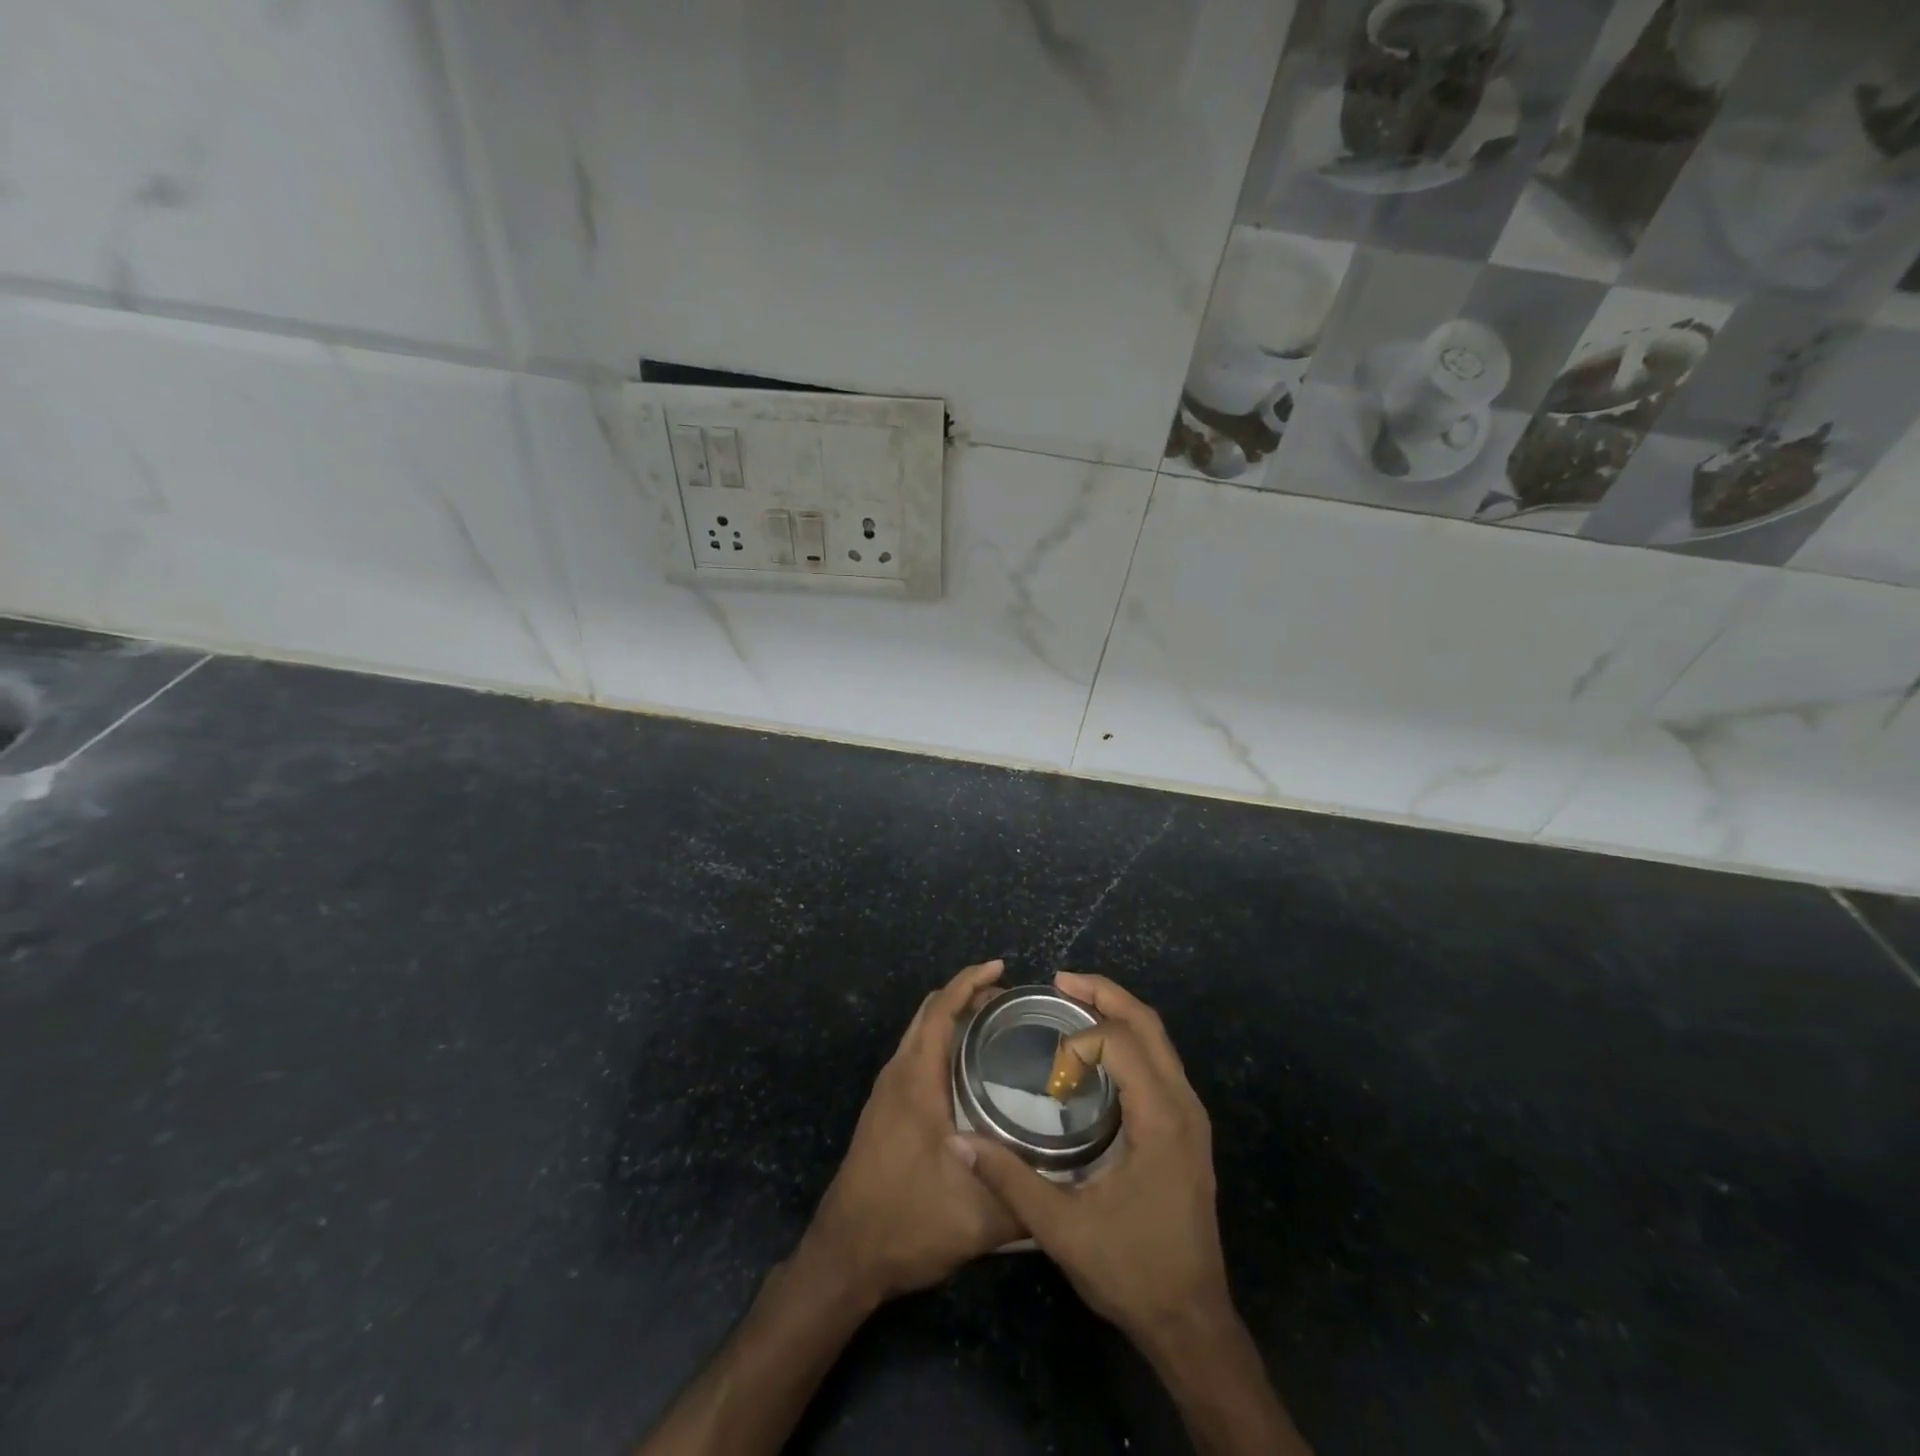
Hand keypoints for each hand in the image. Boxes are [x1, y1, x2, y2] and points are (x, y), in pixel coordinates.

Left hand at [801, 960, 1019, 1304]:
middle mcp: (898, 1075)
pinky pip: (915, 1056)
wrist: (845, 1255)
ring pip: (919, 1034)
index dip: (970, 981)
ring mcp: (887, 1092)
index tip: (1001, 968)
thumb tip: (1073, 1179)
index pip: (940, 1009)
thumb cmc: (907, 1223)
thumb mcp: (979, 1218)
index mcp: (916, 1080)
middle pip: (929, 1013)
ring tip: (995, 1028)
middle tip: (1009, 1002)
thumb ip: (1028, 1197)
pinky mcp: (884, 1111)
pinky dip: (941, 1043)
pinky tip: (968, 1072)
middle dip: (966, 995)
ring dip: (952, 1019)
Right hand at [956, 972, 1231, 1345]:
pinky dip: (1130, 1040)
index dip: (1080, 1039)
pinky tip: (1097, 1054)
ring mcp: (1192, 1116)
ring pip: (1160, 1040)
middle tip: (1060, 981)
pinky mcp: (1188, 1129)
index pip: (1121, 1042)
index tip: (1048, 1066)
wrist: (1191, 1322)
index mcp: (1161, 1119)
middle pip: (1149, 1024)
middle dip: (1105, 995)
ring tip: (1074, 1004)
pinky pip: (1161, 1061)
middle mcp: (1184, 1105)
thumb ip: (1009, 1179)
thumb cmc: (1130, 1271)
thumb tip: (958, 1143)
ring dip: (1119, 1013)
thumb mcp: (1061, 1229)